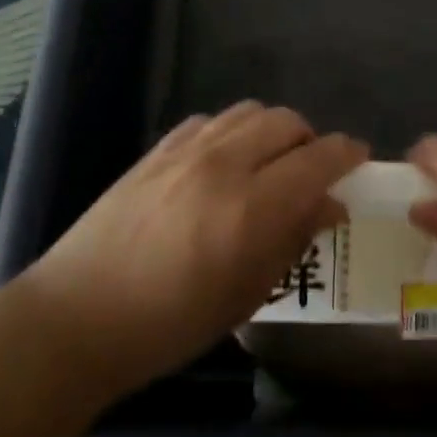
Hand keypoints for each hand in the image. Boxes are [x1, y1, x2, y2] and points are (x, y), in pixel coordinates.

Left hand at [28, 102, 366, 405]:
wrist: (77, 318)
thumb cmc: (170, 324)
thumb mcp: (247, 294)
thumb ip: (294, 240)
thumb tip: (330, 206)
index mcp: (253, 207)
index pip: (320, 157)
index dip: (347, 153)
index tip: (359, 161)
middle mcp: (225, 164)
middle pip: (287, 122)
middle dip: (310, 141)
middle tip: (311, 173)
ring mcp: (187, 151)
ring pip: (250, 111)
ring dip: (271, 131)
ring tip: (268, 164)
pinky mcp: (157, 150)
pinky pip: (210, 121)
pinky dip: (231, 132)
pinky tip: (222, 163)